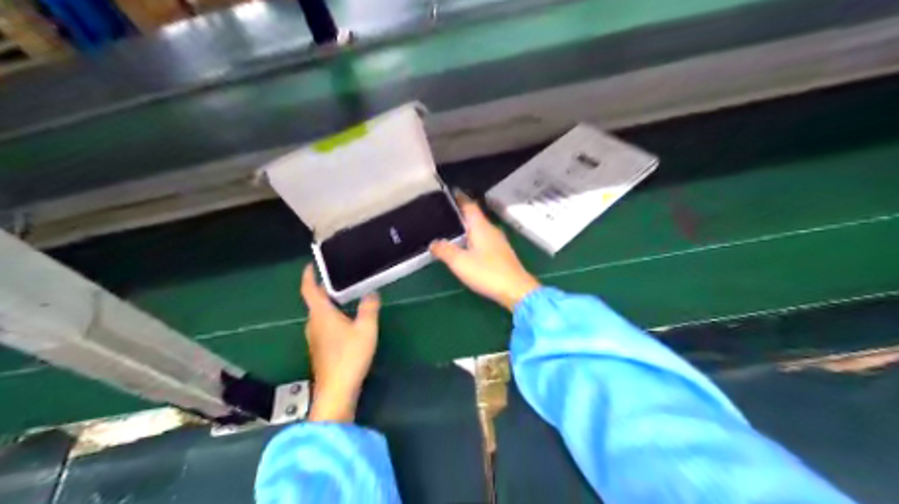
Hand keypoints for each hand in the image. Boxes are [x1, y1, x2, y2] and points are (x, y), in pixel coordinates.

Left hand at [297, 266, 376, 422]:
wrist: (337, 390)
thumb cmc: (350, 356)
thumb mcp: (366, 328)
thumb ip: (369, 308)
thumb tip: (371, 292)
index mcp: (321, 314)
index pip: (309, 290)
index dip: (309, 276)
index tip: (311, 265)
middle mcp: (313, 324)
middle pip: (315, 302)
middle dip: (325, 290)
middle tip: (340, 279)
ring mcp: (314, 338)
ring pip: (320, 315)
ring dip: (329, 305)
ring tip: (346, 297)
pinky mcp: (320, 350)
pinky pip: (323, 326)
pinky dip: (332, 318)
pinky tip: (347, 321)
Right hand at [430, 197, 539, 311]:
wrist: (516, 290)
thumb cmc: (487, 273)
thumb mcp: (460, 262)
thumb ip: (444, 250)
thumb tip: (433, 242)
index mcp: (481, 226)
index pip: (469, 205)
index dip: (459, 197)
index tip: (448, 192)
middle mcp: (491, 230)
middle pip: (474, 216)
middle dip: (460, 213)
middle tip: (442, 212)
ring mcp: (498, 242)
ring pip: (479, 228)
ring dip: (466, 227)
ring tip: (450, 229)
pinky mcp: (501, 254)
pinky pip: (483, 239)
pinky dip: (473, 238)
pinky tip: (465, 246)